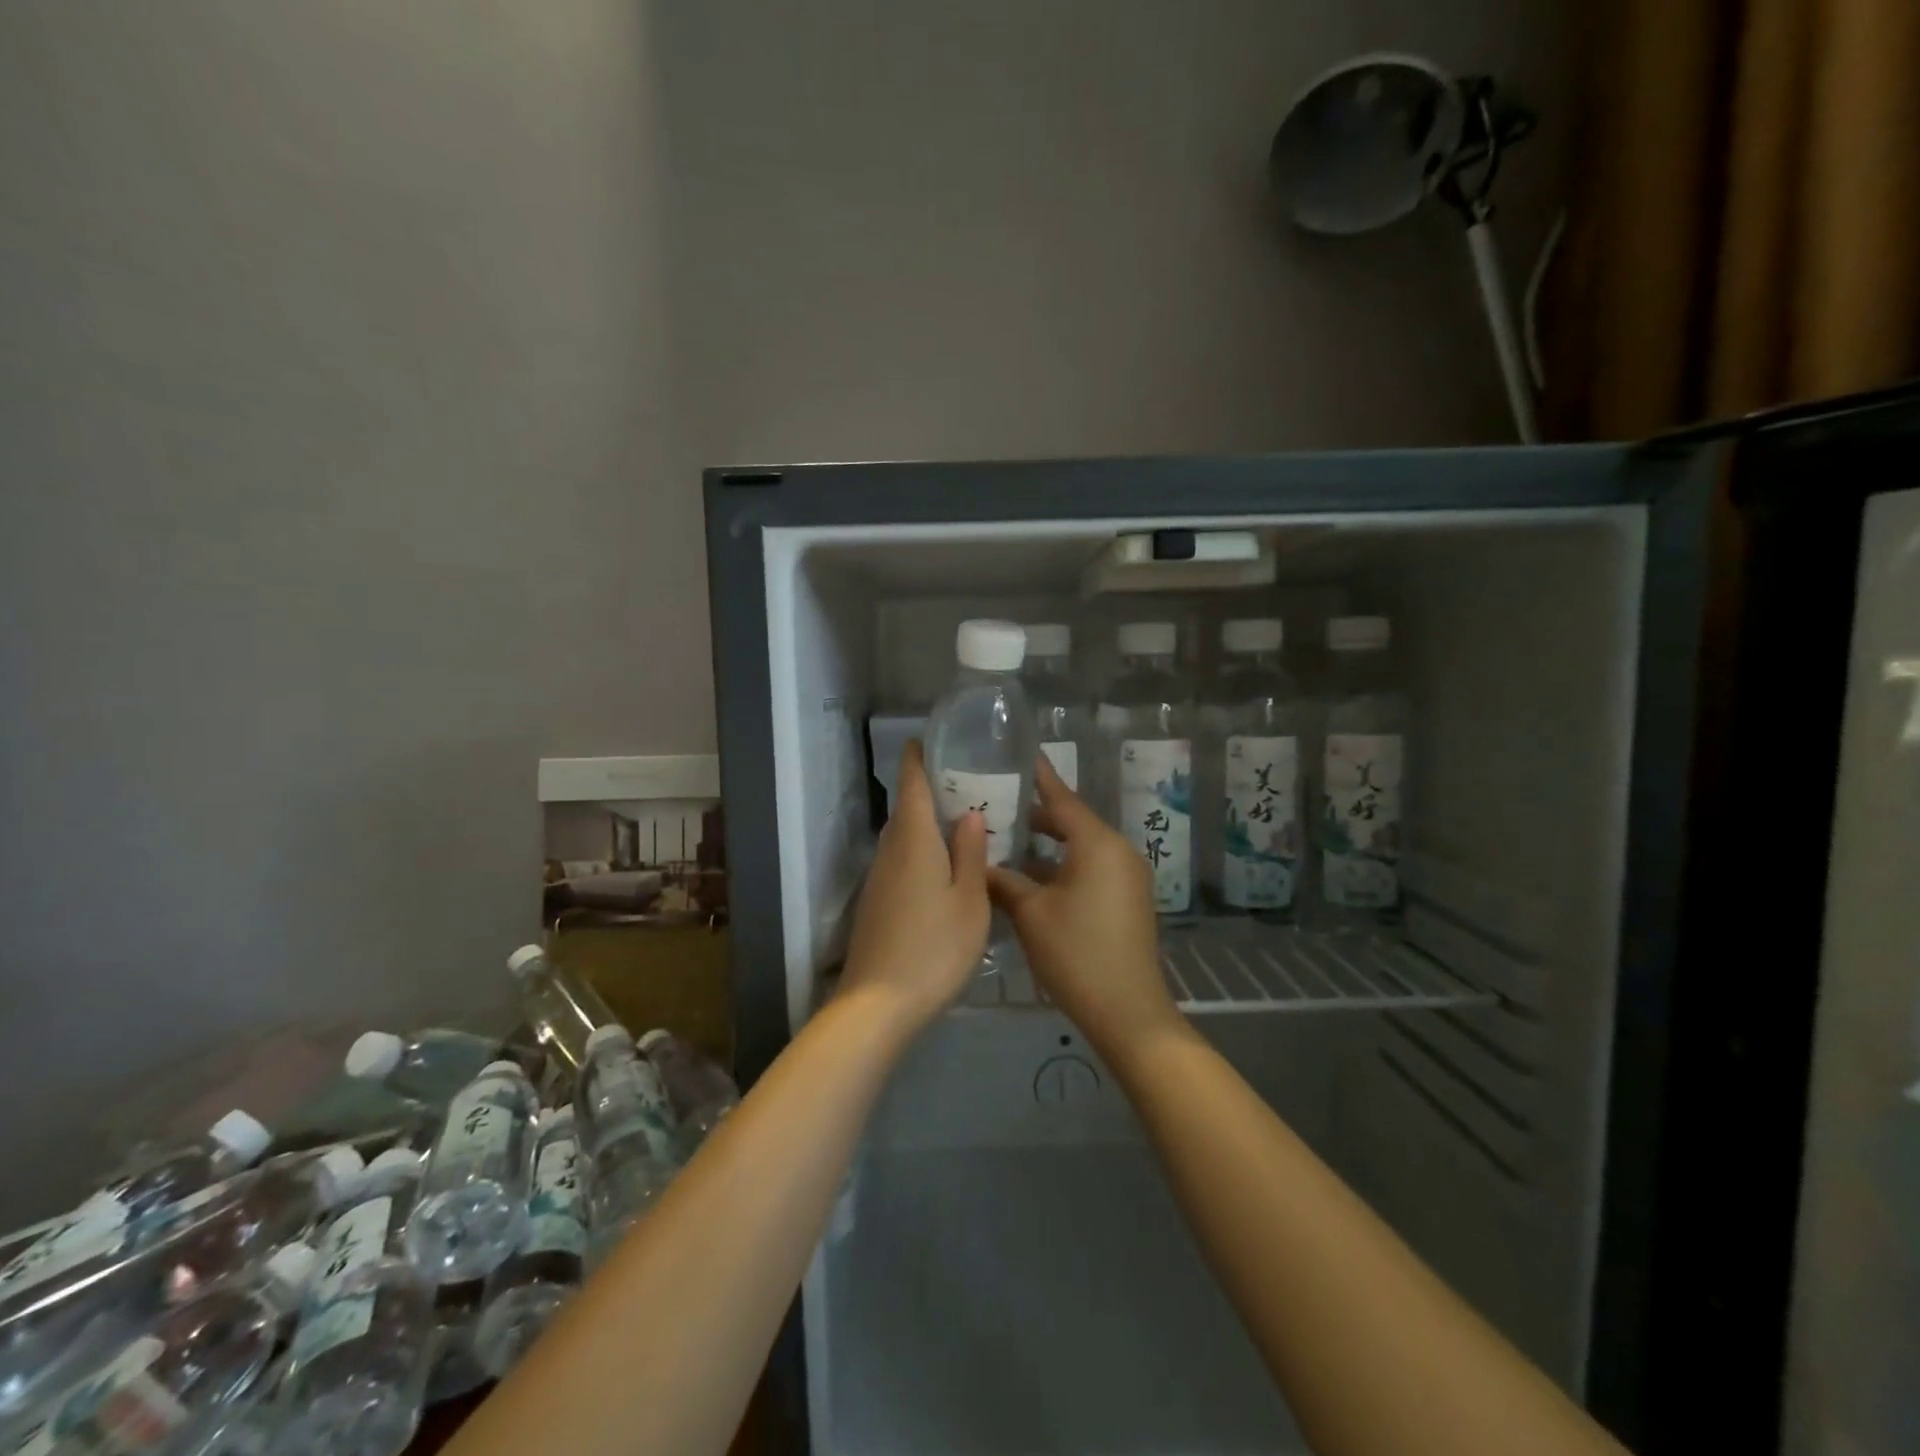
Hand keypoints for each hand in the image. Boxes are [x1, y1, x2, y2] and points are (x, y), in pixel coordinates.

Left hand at [838, 740, 990, 1033]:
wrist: (879, 1003)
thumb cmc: (934, 947)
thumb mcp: (969, 900)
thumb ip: (970, 853)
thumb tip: (968, 812)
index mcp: (914, 840)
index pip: (911, 784)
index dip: (917, 757)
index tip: (928, 739)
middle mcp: (890, 851)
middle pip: (906, 809)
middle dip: (930, 790)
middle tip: (967, 783)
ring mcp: (879, 878)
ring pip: (903, 837)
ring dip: (926, 823)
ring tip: (962, 822)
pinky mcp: (877, 903)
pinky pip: (901, 861)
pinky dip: (921, 851)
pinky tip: (944, 867)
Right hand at [986, 754, 1185, 1061]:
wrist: (1128, 1012)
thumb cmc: (1076, 953)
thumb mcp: (1031, 914)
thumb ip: (1003, 880)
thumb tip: (978, 862)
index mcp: (1098, 844)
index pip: (1062, 798)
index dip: (1038, 777)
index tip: (1019, 756)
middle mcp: (1118, 851)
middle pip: (1072, 821)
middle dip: (1036, 816)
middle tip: (997, 806)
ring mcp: (1127, 876)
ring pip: (1081, 847)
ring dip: (1048, 845)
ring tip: (1007, 841)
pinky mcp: (1128, 899)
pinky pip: (1091, 868)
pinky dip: (1063, 866)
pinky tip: (1031, 878)